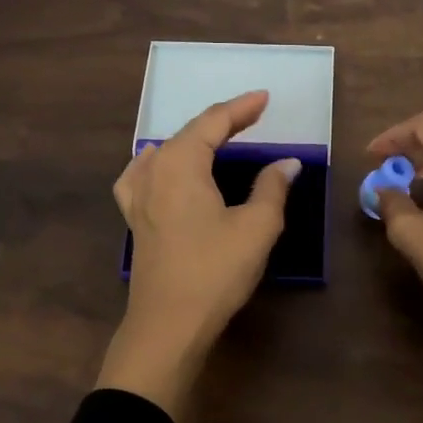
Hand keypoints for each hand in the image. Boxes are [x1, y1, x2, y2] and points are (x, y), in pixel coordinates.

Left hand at [97, 91, 299, 421]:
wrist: (169, 324)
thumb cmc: (215, 270)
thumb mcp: (256, 227)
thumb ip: (272, 188)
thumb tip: (287, 163)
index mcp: (182, 164)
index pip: (213, 122)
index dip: (241, 108)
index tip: (265, 98)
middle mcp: (155, 171)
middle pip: (188, 133)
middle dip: (221, 121)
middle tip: (252, 115)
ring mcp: (139, 197)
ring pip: (165, 153)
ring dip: (193, 140)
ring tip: (215, 138)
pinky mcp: (135, 221)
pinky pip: (142, 175)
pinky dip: (157, 162)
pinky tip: (156, 165)